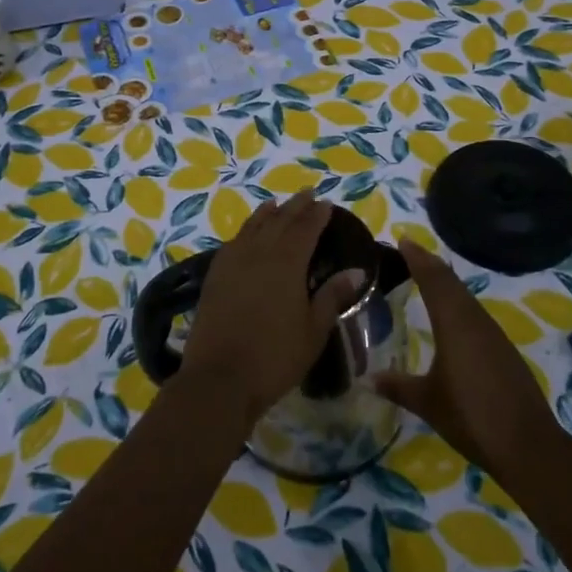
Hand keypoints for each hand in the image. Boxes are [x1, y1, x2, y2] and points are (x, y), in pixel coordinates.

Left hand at [179, 193, 365, 433]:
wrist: (219, 377)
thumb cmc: (275, 356)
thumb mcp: (313, 330)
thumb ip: (332, 296)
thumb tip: (356, 271)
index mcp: (288, 262)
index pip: (306, 229)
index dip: (317, 215)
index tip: (326, 204)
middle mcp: (259, 252)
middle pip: (280, 220)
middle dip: (296, 206)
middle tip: (308, 194)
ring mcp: (233, 261)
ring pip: (253, 226)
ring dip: (268, 213)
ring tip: (277, 204)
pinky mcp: (215, 275)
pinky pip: (234, 241)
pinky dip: (245, 230)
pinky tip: (247, 233)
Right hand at [374, 239, 563, 477]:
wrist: (528, 444)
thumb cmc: (471, 416)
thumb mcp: (427, 402)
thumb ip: (397, 386)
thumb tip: (367, 378)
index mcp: (454, 323)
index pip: (433, 279)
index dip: (417, 258)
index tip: (403, 239)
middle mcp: (474, 320)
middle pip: (451, 282)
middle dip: (430, 264)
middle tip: (410, 251)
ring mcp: (493, 334)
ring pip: (466, 296)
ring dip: (446, 282)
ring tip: (427, 276)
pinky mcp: (504, 349)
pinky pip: (476, 313)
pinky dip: (459, 303)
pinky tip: (452, 315)